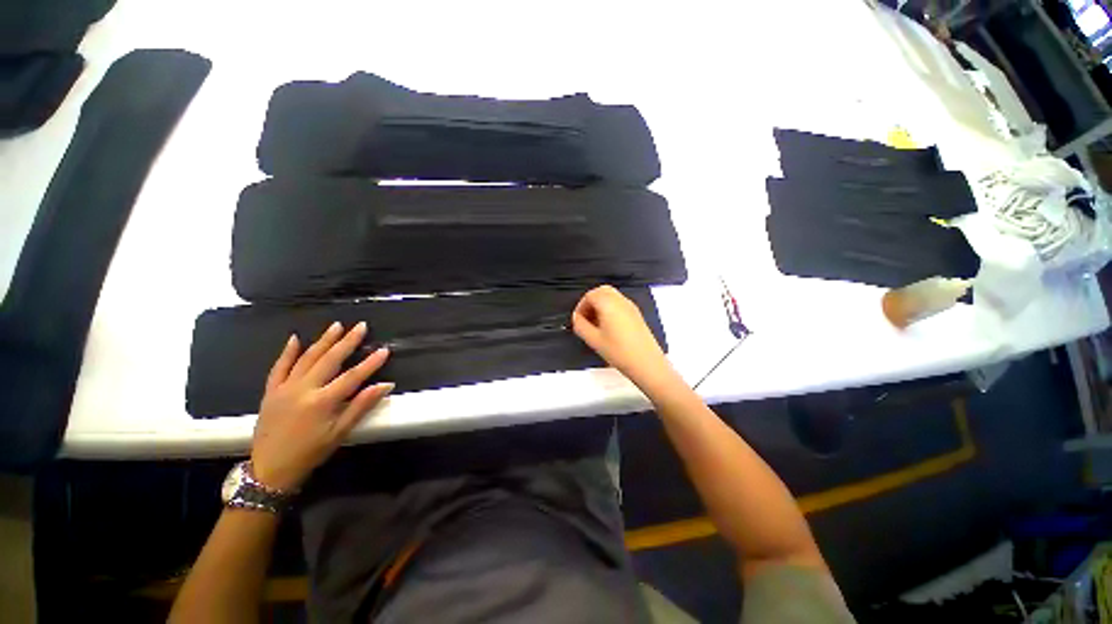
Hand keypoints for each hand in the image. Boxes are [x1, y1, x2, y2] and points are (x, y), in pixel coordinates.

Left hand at [250, 322, 392, 491]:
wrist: (270, 469)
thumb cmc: (310, 452)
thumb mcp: (340, 433)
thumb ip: (361, 406)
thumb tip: (385, 385)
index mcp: (322, 401)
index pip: (352, 376)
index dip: (371, 362)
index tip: (385, 350)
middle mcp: (303, 389)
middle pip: (329, 360)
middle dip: (347, 342)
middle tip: (361, 326)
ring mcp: (284, 388)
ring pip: (306, 358)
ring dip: (323, 341)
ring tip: (336, 325)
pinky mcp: (270, 391)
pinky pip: (279, 367)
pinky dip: (287, 352)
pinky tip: (295, 339)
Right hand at [571, 285, 676, 391]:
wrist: (647, 363)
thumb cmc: (618, 351)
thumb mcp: (594, 340)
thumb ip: (581, 326)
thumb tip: (576, 318)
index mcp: (608, 304)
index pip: (590, 295)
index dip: (581, 306)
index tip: (578, 321)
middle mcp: (620, 300)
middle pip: (602, 291)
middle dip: (591, 302)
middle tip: (586, 318)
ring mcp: (631, 306)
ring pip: (612, 296)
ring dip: (600, 305)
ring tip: (596, 324)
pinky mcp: (637, 314)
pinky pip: (620, 303)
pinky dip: (610, 308)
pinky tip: (608, 327)